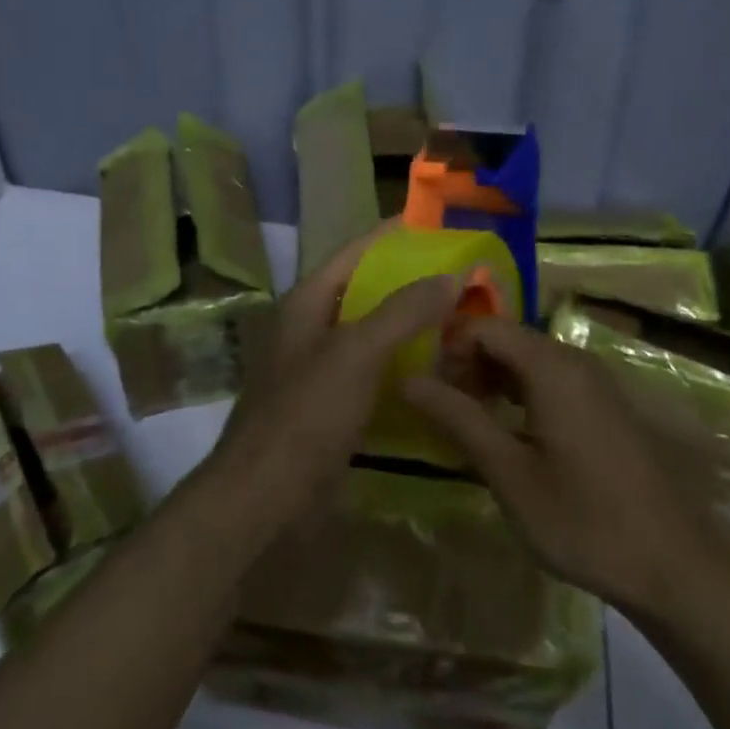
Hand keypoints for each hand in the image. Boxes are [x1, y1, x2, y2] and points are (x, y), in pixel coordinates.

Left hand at [208, 229, 458, 531]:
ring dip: (414, 327)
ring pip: (376, 335)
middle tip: (465, 279)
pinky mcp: (335, 409)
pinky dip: (407, 368)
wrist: (264, 501)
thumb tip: (453, 274)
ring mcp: (323, 370)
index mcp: (309, 302)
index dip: (394, 235)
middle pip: (369, 292)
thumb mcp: (357, 352)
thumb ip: (403, 309)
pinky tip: (443, 372)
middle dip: (413, 283)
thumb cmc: (306, 414)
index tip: (440, 227)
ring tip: (464, 320)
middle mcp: (314, 328)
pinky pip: (377, 375)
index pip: (356, 251)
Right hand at [402, 318, 705, 613]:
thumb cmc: (584, 520)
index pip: (485, 326)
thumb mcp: (509, 474)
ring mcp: (595, 381)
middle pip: (507, 338)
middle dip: (469, 364)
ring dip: (493, 380)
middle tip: (444, 411)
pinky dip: (520, 393)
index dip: (449, 347)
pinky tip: (508, 434)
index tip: (427, 388)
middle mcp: (574, 360)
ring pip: (528, 359)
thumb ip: (458, 419)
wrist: (675, 566)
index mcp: (552, 365)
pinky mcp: (604, 405)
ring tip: (469, 424)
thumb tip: (407, 379)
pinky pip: (551, 379)